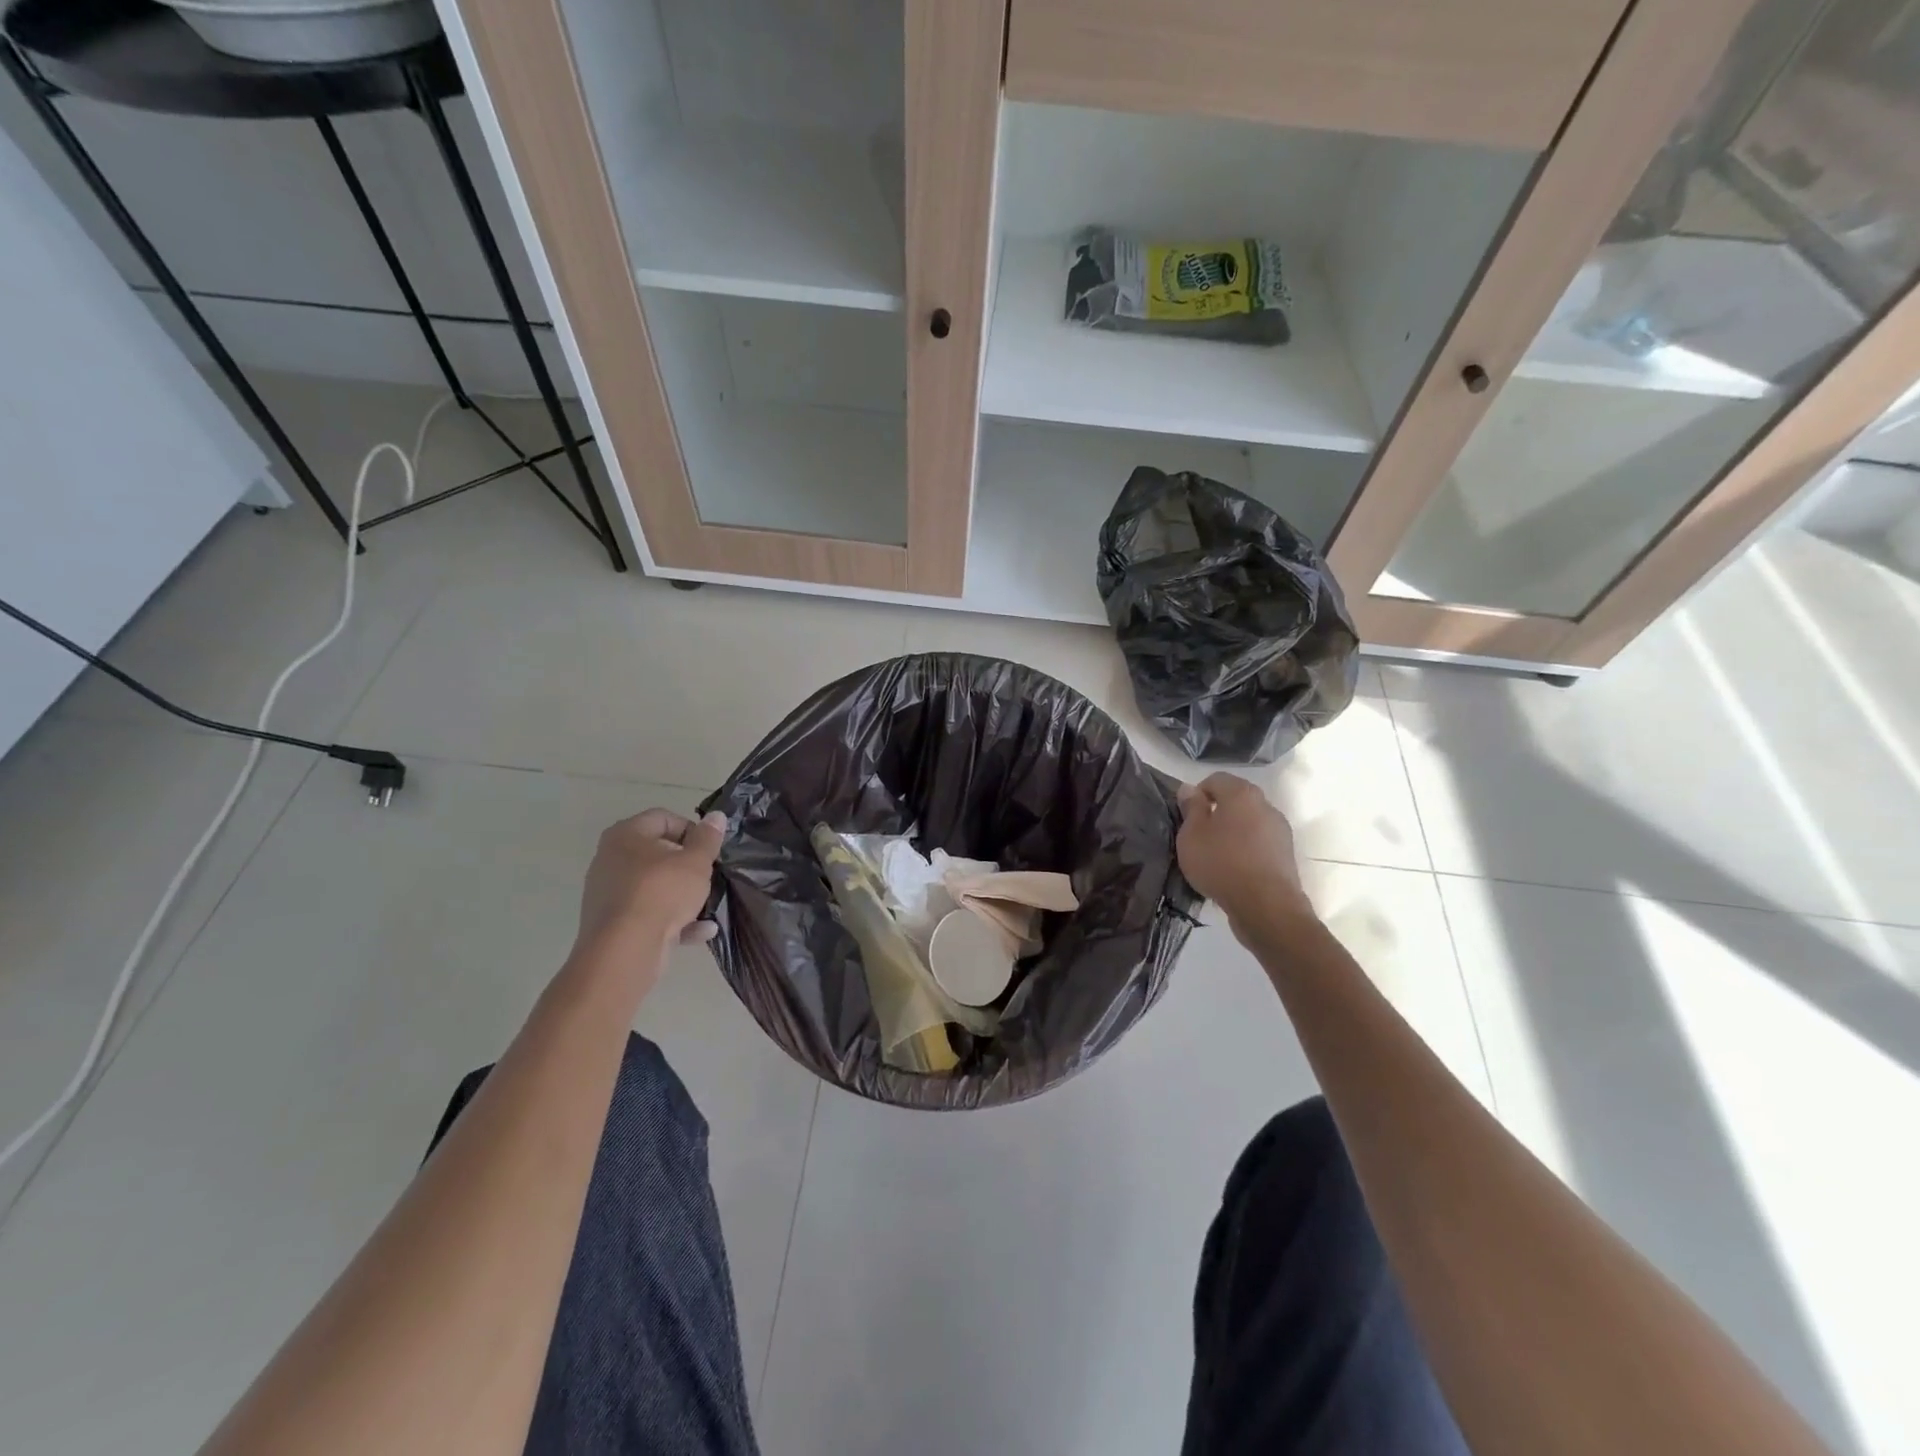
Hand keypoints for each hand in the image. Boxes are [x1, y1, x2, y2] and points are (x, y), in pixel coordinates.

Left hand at [575, 809, 725, 957]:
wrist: (625, 950)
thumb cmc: (662, 893)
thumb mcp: (696, 862)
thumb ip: (708, 839)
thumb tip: (716, 816)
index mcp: (626, 835)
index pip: (663, 818)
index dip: (691, 830)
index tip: (709, 849)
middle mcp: (610, 859)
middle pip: (657, 853)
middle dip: (686, 866)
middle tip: (708, 876)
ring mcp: (608, 892)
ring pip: (653, 887)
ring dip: (682, 896)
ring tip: (707, 905)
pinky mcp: (612, 923)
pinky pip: (648, 913)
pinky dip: (672, 920)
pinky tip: (701, 931)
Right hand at [1176, 775, 1314, 934]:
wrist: (1266, 906)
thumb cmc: (1221, 863)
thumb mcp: (1191, 835)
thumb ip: (1191, 808)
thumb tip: (1190, 789)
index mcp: (1242, 794)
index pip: (1216, 779)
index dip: (1197, 793)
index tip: (1185, 816)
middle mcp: (1265, 805)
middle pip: (1235, 800)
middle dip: (1216, 812)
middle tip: (1198, 836)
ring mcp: (1280, 830)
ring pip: (1249, 822)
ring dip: (1232, 832)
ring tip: (1215, 856)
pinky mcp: (1286, 854)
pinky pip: (1259, 843)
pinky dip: (1246, 849)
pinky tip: (1233, 870)